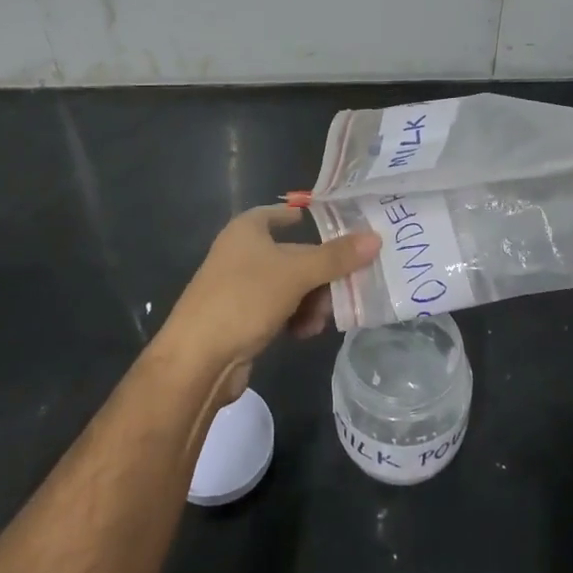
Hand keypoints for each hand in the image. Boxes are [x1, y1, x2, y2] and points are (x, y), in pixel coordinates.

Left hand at [155, 206, 379, 401]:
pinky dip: (295, 318)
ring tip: (320, 321)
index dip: (310, 219)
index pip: (283, 213)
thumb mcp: (296, 274)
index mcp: (248, 229)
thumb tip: (375, 238)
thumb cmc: (244, 299)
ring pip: (290, 285)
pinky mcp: (242, 317)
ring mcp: (240, 286)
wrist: (197, 360)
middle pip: (295, 254)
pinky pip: (279, 309)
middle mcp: (242, 252)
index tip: (342, 231)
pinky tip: (304, 333)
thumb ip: (336, 257)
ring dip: (311, 301)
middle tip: (344, 290)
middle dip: (321, 275)